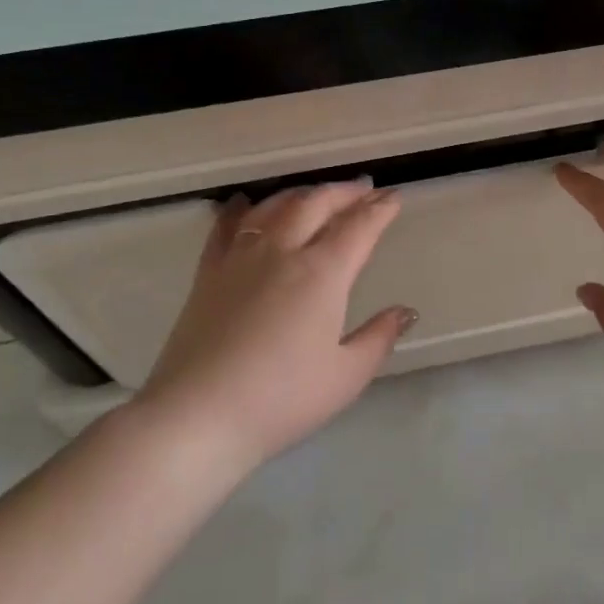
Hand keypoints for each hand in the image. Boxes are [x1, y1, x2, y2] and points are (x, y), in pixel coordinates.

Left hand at [139, 181, 415, 472]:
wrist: (198, 415)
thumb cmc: (281, 399)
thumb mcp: (345, 377)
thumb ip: (379, 338)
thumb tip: (405, 311)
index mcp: (323, 273)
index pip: (358, 228)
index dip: (379, 209)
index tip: (393, 196)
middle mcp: (283, 251)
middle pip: (317, 204)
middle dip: (345, 192)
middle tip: (363, 189)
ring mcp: (241, 258)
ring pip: (275, 207)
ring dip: (302, 194)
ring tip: (316, 194)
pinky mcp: (208, 272)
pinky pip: (225, 227)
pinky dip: (239, 209)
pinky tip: (244, 202)